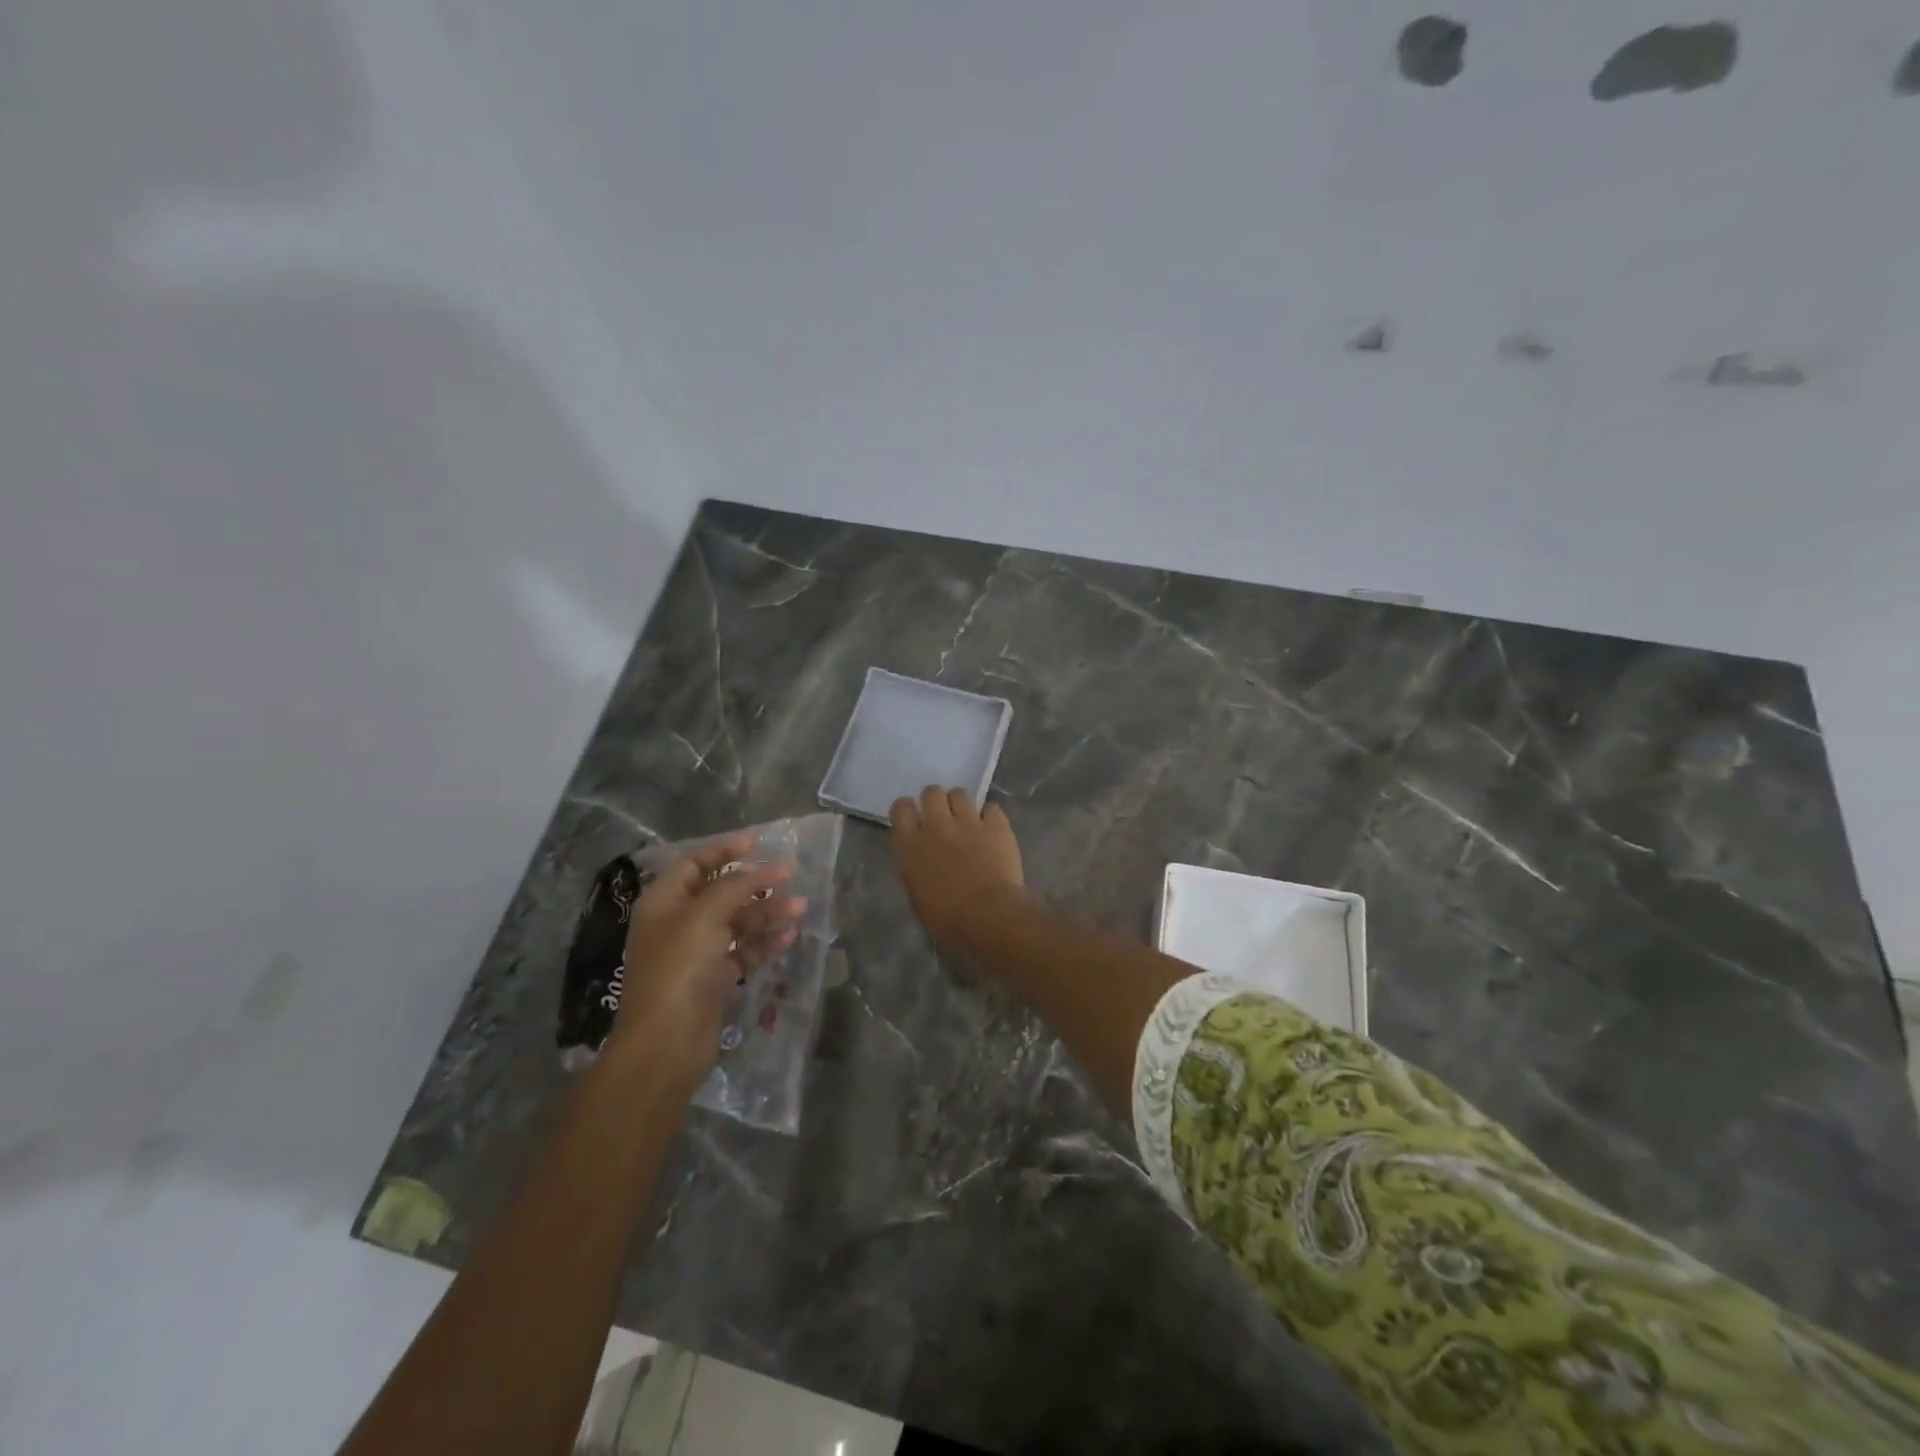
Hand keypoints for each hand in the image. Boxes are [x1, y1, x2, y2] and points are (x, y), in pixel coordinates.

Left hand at [604, 830, 804, 1095]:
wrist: (666, 1044)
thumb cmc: (679, 969)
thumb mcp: (705, 916)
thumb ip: (736, 886)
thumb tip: (766, 868)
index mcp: (664, 902)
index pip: (695, 863)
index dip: (725, 849)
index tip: (759, 840)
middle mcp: (678, 923)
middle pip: (721, 892)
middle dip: (755, 883)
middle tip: (790, 876)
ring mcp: (696, 954)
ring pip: (736, 923)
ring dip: (767, 913)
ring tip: (800, 909)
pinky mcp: (713, 980)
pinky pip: (743, 952)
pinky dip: (764, 943)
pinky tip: (789, 937)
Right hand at [889, 786, 1025, 947]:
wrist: (987, 916)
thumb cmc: (946, 918)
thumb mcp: (916, 893)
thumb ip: (915, 866)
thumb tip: (921, 857)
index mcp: (911, 845)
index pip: (901, 808)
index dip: (907, 810)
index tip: (914, 819)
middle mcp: (937, 825)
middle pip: (931, 793)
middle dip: (935, 801)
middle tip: (942, 817)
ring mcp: (968, 822)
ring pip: (959, 793)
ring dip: (960, 804)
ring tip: (967, 819)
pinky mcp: (997, 826)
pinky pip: (992, 808)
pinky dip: (991, 816)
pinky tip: (992, 828)